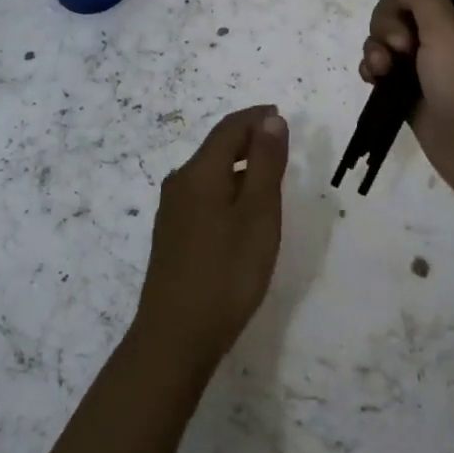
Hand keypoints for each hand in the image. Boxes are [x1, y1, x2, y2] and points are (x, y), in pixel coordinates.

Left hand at [133, 105, 289, 368]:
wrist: (175, 337)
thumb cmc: (226, 272)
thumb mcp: (258, 213)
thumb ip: (265, 163)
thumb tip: (270, 119)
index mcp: (200, 172)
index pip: (229, 128)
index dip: (256, 117)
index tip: (281, 114)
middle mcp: (180, 183)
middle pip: (216, 147)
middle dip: (248, 139)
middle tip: (280, 143)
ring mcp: (172, 211)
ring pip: (209, 173)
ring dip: (238, 165)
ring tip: (268, 176)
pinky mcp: (172, 236)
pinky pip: (203, 195)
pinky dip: (227, 188)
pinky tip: (242, 212)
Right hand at [359, 0, 453, 213]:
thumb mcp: (446, 31)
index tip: (407, 11)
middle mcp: (444, 33)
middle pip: (397, 9)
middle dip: (387, 23)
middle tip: (401, 48)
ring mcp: (427, 65)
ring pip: (386, 39)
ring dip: (377, 47)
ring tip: (384, 70)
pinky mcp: (412, 94)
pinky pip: (383, 69)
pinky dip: (374, 69)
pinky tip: (373, 79)